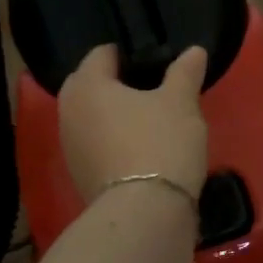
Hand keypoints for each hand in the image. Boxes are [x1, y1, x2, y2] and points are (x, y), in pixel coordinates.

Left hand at [57, 45, 209, 204]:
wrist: (145, 212)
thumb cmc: (160, 143)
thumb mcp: (181, 102)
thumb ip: (185, 72)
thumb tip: (194, 51)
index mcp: (87, 85)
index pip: (102, 54)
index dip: (129, 53)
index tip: (155, 62)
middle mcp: (68, 111)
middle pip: (91, 85)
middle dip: (116, 84)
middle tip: (152, 89)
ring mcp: (70, 147)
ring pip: (92, 118)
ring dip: (114, 115)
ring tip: (149, 120)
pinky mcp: (80, 176)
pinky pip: (96, 145)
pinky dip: (113, 142)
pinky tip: (141, 150)